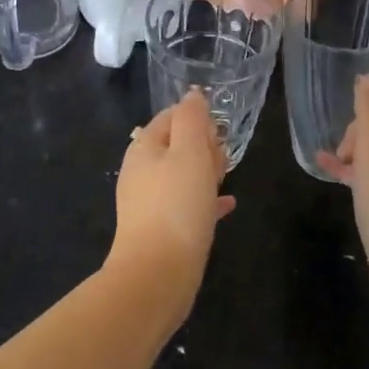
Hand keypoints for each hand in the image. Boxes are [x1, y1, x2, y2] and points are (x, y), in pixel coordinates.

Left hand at [109, 89, 234, 306]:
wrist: (157, 273)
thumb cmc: (177, 205)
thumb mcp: (189, 152)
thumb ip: (192, 119)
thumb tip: (193, 95)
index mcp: (144, 148)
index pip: (170, 117)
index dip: (197, 119)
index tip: (218, 133)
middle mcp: (141, 172)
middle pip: (176, 146)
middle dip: (203, 147)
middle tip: (222, 160)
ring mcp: (149, 202)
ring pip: (182, 175)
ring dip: (206, 172)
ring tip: (226, 179)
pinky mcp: (161, 229)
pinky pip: (187, 205)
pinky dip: (205, 200)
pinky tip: (226, 205)